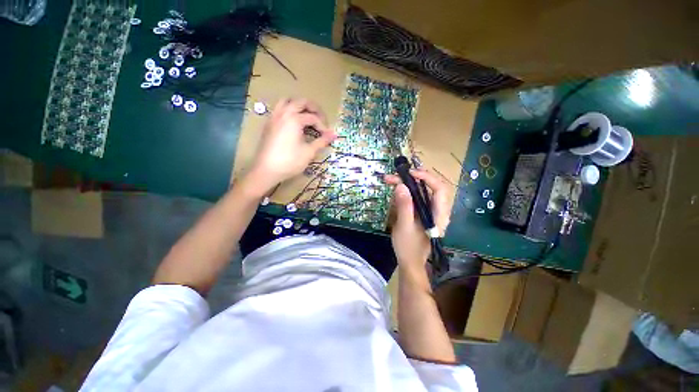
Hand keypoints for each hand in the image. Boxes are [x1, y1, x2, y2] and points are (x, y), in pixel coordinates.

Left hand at [247, 98, 335, 193]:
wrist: (267, 170)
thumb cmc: (290, 161)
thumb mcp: (309, 152)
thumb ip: (322, 141)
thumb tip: (334, 134)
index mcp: (294, 119)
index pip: (313, 118)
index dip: (323, 126)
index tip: (327, 136)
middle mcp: (283, 113)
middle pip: (301, 102)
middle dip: (314, 109)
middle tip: (321, 120)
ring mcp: (274, 117)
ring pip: (287, 101)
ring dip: (299, 106)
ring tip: (307, 117)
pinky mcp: (269, 124)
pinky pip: (279, 109)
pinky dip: (289, 110)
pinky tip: (293, 123)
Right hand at [384, 169, 449, 274]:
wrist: (410, 262)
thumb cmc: (408, 247)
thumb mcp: (404, 226)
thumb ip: (404, 206)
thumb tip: (401, 185)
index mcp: (439, 214)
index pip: (440, 189)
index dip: (427, 177)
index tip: (409, 174)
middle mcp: (438, 210)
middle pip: (430, 187)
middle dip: (412, 179)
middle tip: (394, 177)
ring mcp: (430, 211)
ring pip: (422, 191)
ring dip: (407, 184)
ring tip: (391, 181)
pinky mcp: (422, 213)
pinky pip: (416, 198)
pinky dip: (405, 192)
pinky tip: (395, 194)